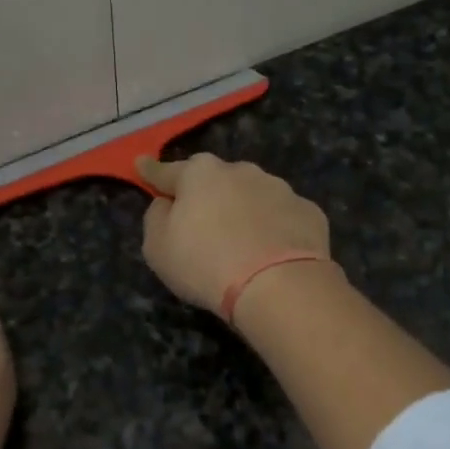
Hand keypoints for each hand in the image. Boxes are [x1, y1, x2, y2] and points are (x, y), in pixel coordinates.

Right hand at [137, 154, 332, 316]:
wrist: (279, 285)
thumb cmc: (206, 263)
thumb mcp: (158, 247)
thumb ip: (156, 218)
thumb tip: (166, 203)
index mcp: (200, 174)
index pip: (167, 171)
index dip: (152, 172)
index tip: (141, 164)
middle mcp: (241, 171)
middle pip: (215, 180)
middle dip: (207, 194)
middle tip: (202, 221)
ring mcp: (279, 189)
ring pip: (253, 195)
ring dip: (243, 210)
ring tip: (242, 242)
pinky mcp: (308, 212)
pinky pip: (282, 217)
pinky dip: (274, 228)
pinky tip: (273, 252)